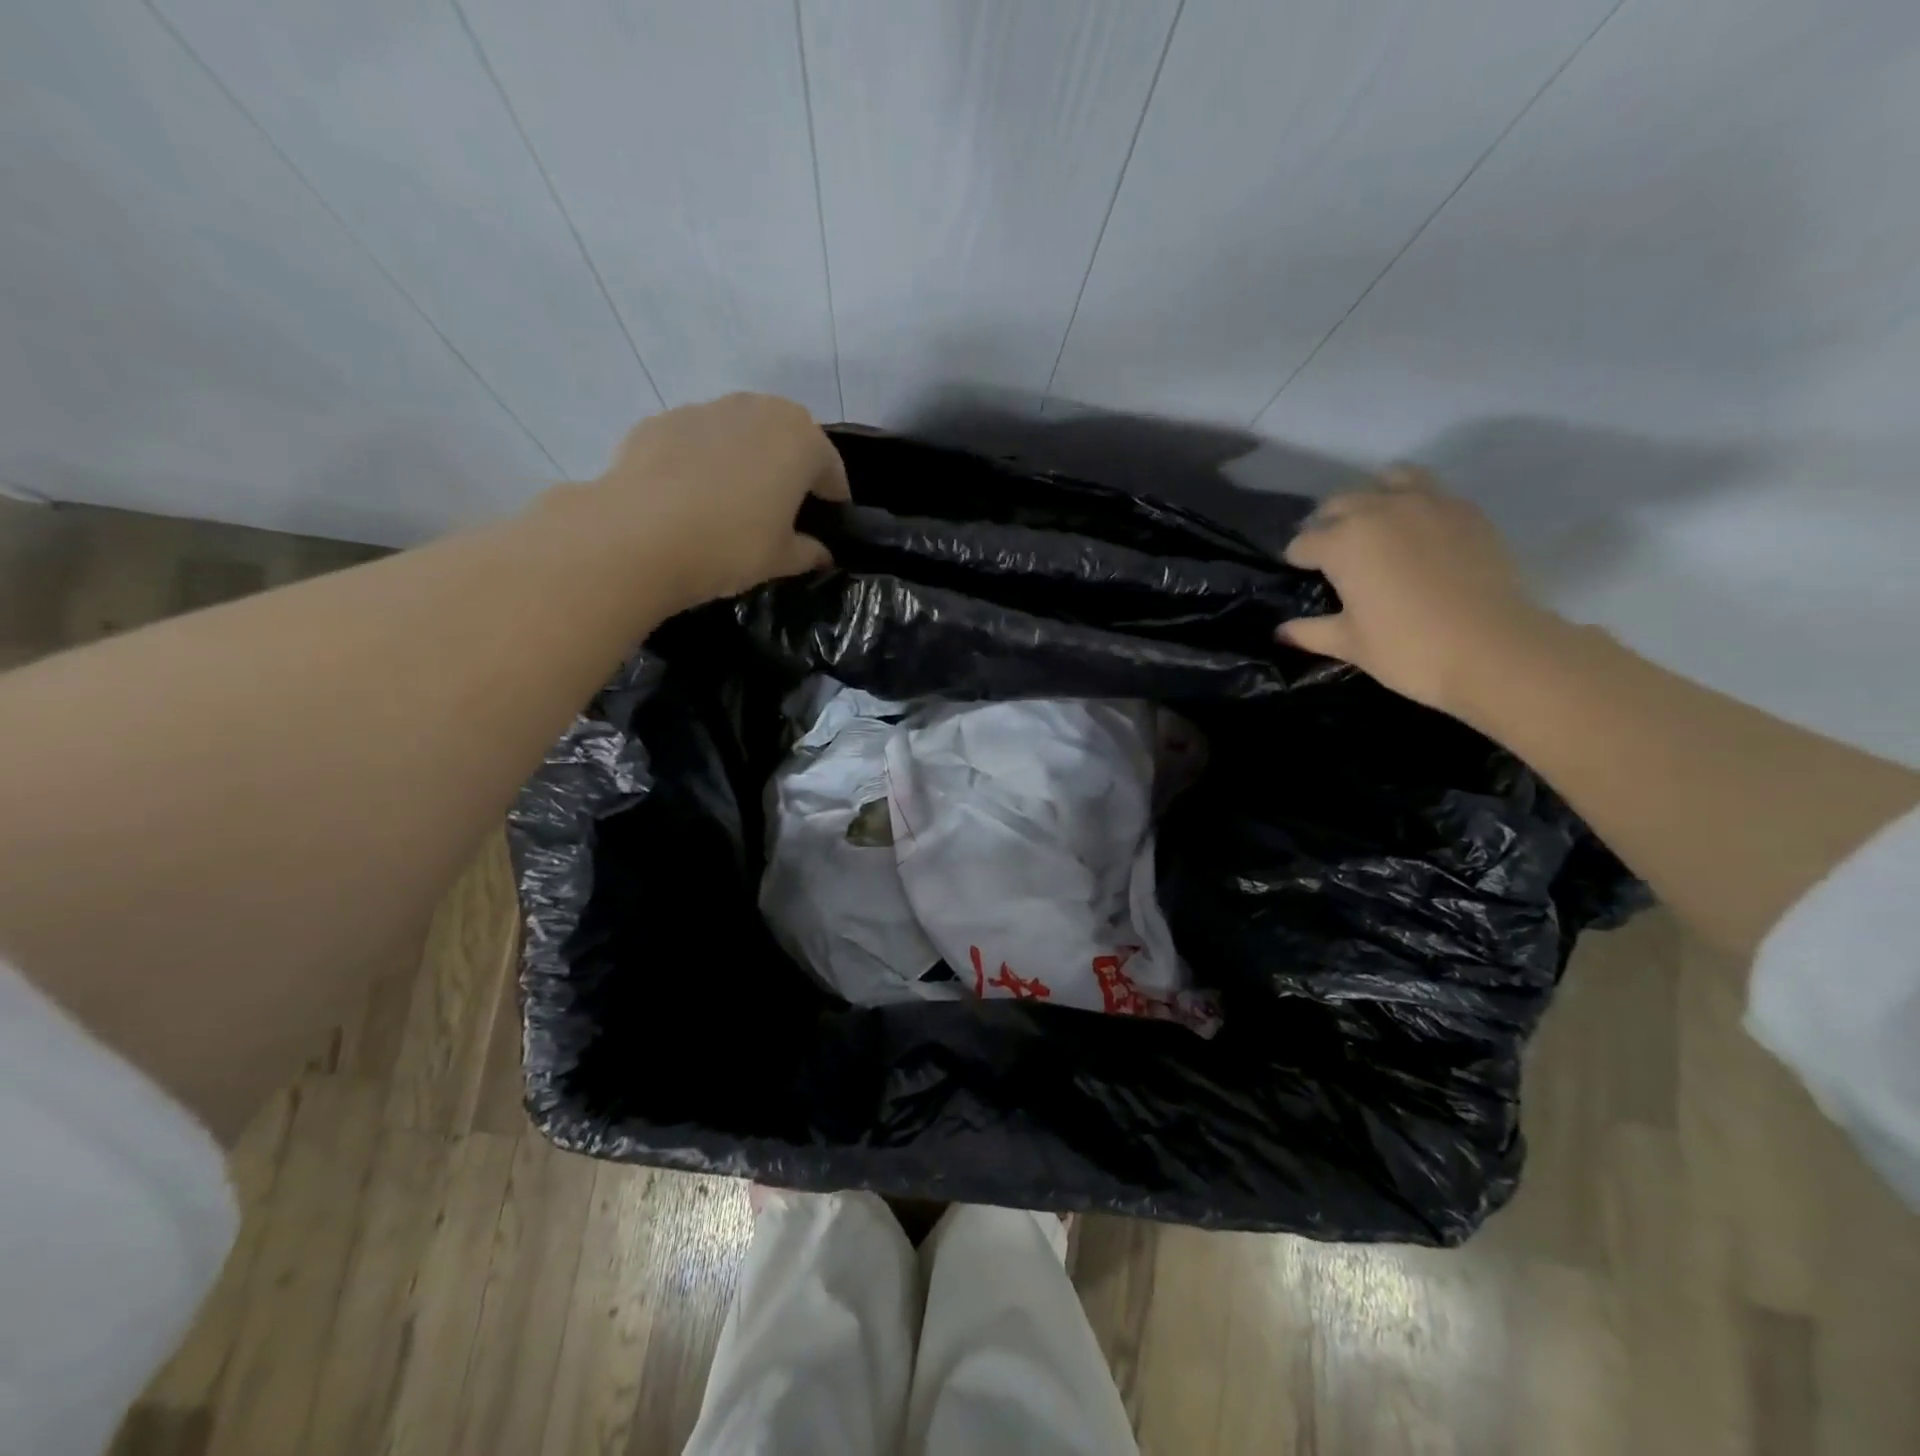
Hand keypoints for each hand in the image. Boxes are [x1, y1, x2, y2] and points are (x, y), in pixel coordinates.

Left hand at [579, 393, 849, 611]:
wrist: (639, 536)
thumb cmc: (731, 544)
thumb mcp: (781, 559)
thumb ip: (808, 552)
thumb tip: (820, 553)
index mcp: (800, 440)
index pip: (830, 468)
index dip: (832, 498)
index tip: (827, 522)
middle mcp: (758, 410)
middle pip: (786, 438)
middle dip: (789, 468)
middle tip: (782, 509)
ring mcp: (705, 409)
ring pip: (739, 433)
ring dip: (745, 459)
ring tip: (732, 502)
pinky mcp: (661, 421)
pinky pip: (697, 441)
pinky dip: (701, 462)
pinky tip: (689, 499)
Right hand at [1277, 467, 1559, 714]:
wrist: (1493, 648)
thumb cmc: (1407, 648)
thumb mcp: (1349, 644)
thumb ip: (1310, 632)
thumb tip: (1282, 632)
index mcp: (1342, 542)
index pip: (1303, 542)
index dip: (1298, 560)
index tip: (1302, 575)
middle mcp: (1379, 511)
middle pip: (1340, 503)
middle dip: (1329, 524)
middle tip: (1333, 553)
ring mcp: (1427, 504)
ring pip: (1388, 480)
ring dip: (1373, 497)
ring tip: (1375, 525)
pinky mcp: (1465, 511)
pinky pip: (1430, 492)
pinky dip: (1414, 503)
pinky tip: (1417, 533)